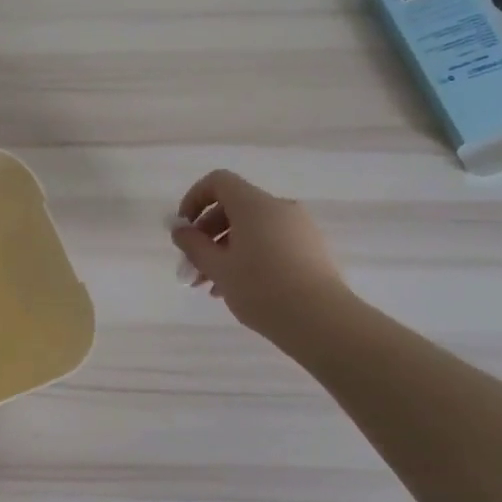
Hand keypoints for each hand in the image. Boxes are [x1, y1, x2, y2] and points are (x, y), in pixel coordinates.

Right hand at [172, 170, 351, 339]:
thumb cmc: (261, 288)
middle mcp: (279, 208)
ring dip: (225, 251)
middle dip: (207, 235)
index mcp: (254, 205)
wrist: (321, 320)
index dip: (194, 199)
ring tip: (211, 286)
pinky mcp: (311, 249)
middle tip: (192, 267)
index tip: (184, 230)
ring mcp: (299, 228)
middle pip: (233, 208)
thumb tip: (180, 229)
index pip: (218, 182)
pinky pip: (271, 242)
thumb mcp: (218, 268)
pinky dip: (250, 257)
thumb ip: (193, 245)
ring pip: (252, 229)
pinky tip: (238, 289)